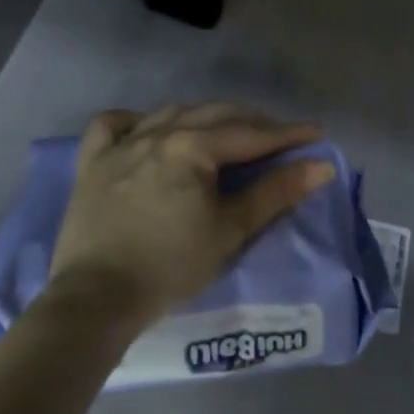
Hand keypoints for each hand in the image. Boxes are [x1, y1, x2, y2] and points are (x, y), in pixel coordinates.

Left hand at [48, 103, 335, 323]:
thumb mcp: (231, 230)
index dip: (287, 134)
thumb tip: (321, 166)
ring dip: (206, 116)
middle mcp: (158, 132)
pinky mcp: (92, 163)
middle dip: (253, 122)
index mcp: (192, 146)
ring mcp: (121, 144)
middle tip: (279, 137)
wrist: (96, 300)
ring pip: (172, 113)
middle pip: (215, 115)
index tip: (315, 133)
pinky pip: (113, 125)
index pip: (251, 134)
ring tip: (226, 130)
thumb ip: (276, 192)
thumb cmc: (171, 266)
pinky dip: (136, 121)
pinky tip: (149, 129)